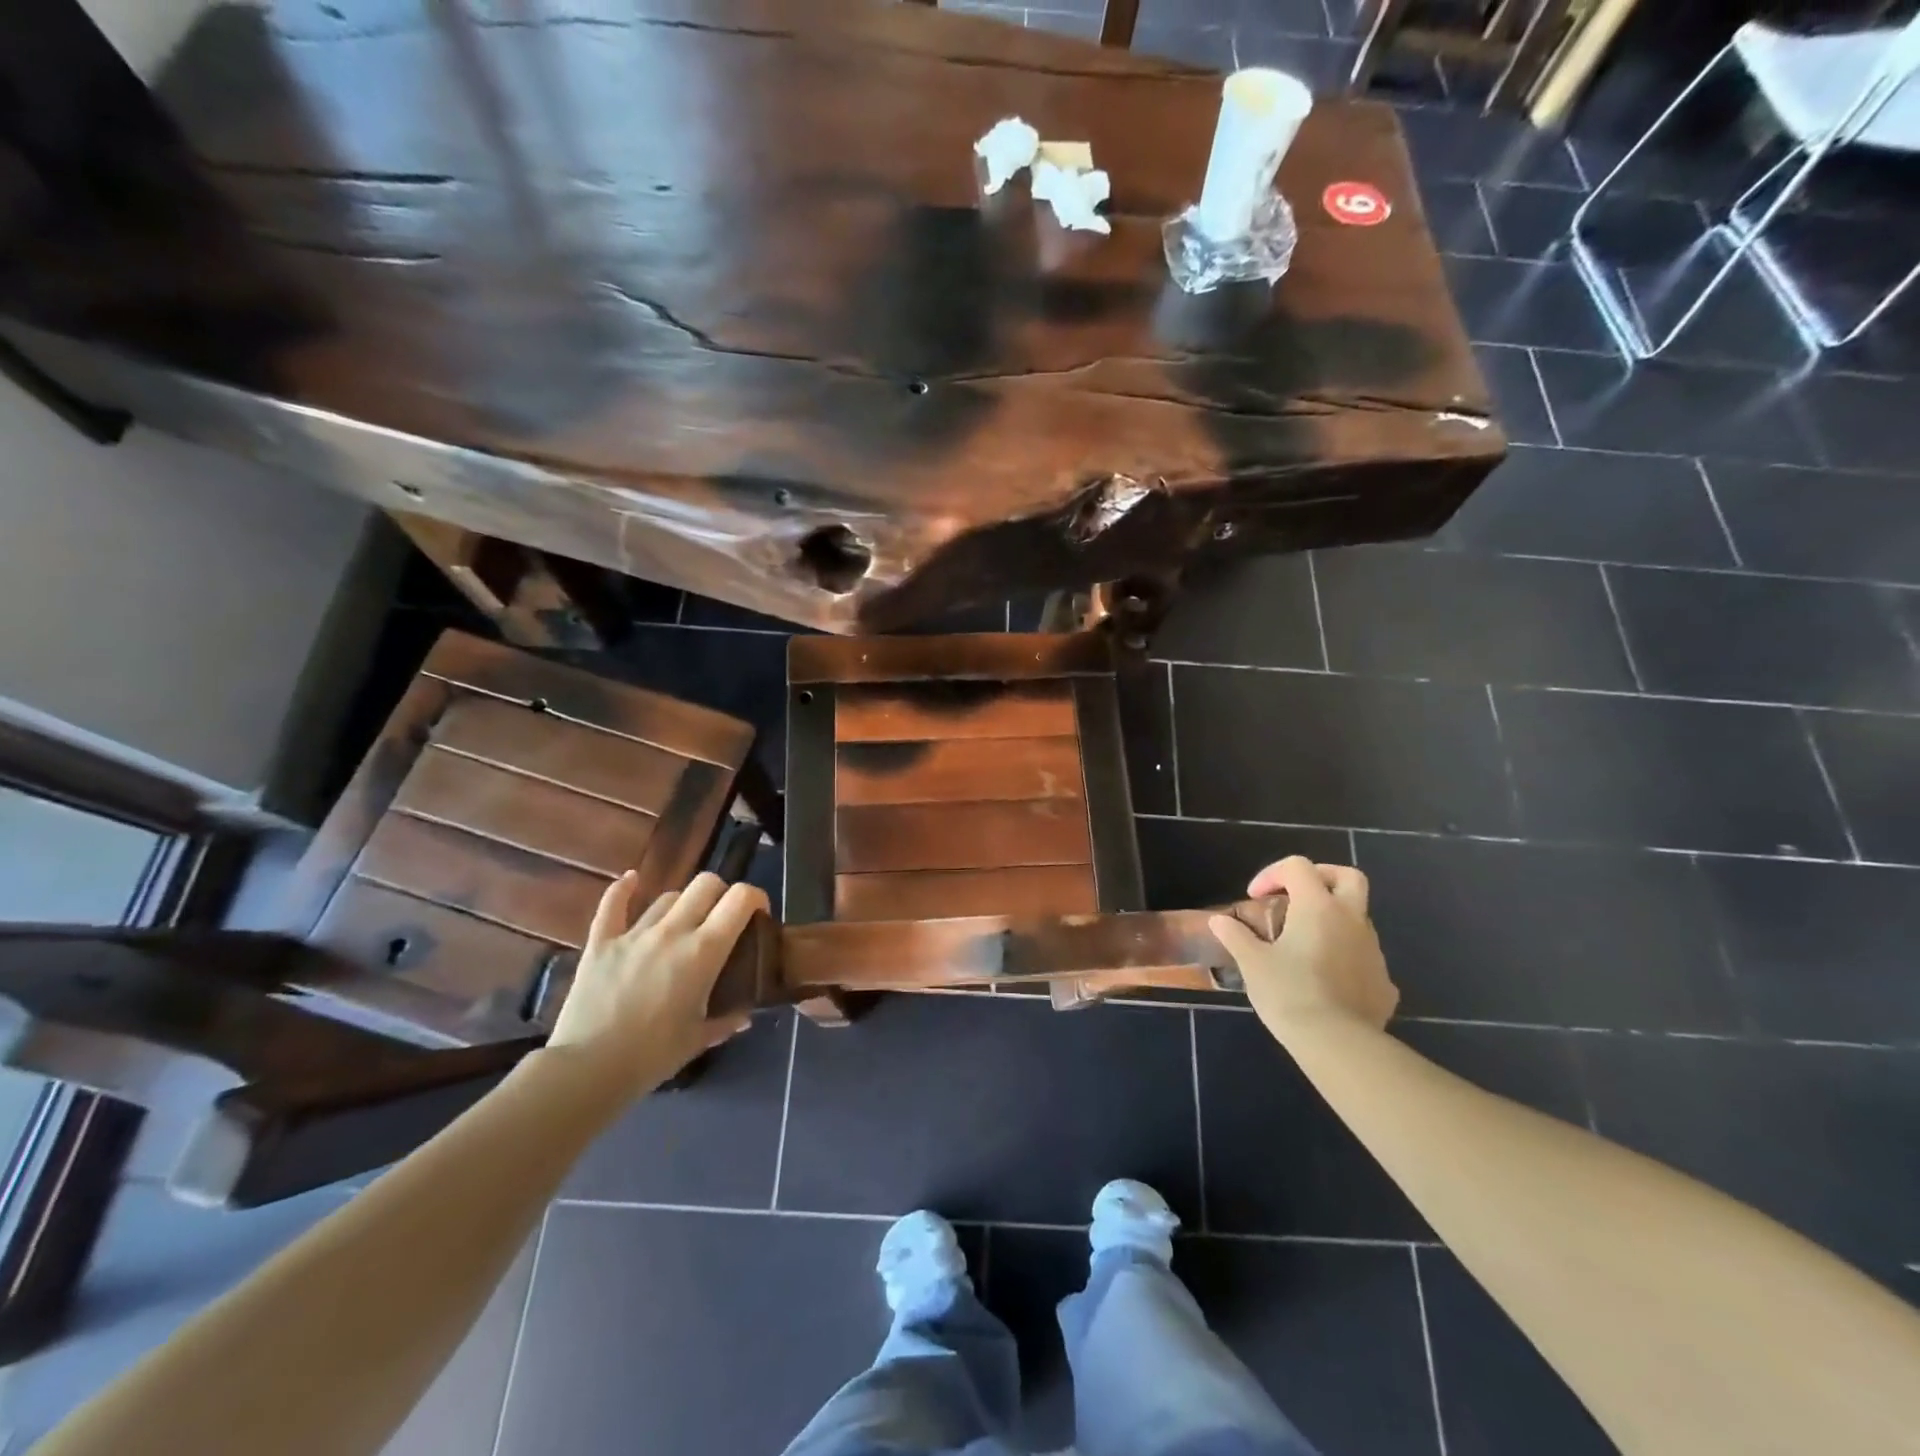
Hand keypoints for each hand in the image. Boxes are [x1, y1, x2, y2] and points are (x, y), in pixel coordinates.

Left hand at [549, 871, 765, 1097]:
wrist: (588, 1070)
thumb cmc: (653, 1056)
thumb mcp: (699, 1038)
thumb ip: (727, 1021)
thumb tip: (744, 1015)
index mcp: (704, 951)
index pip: (740, 899)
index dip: (755, 897)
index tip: (758, 914)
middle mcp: (673, 931)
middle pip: (706, 884)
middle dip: (721, 893)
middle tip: (722, 918)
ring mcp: (634, 934)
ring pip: (668, 897)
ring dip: (682, 905)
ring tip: (683, 924)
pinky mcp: (601, 942)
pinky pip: (612, 905)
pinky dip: (623, 889)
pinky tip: (631, 880)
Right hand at [1210, 856, 1397, 1038]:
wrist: (1338, 1044)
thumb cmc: (1289, 993)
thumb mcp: (1252, 963)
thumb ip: (1236, 936)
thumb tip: (1219, 921)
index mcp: (1317, 907)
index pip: (1298, 867)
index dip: (1272, 874)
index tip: (1255, 898)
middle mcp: (1351, 920)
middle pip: (1348, 877)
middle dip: (1322, 878)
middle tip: (1297, 897)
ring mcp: (1373, 951)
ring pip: (1357, 918)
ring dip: (1333, 920)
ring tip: (1305, 944)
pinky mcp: (1384, 981)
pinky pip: (1364, 956)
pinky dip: (1345, 956)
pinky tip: (1325, 979)